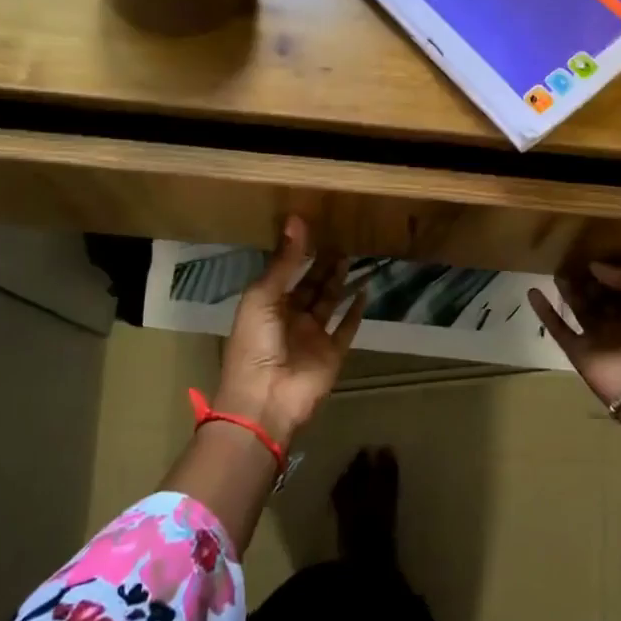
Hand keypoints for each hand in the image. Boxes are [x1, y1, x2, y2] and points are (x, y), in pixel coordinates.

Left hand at [215, 217, 365, 446]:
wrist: (265, 400)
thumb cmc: (255, 344)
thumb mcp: (263, 296)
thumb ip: (284, 261)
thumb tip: (296, 219)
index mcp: (267, 304)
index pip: (286, 271)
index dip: (298, 252)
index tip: (315, 226)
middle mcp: (291, 317)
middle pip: (310, 285)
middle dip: (323, 263)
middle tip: (341, 235)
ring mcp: (313, 336)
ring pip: (330, 302)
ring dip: (339, 280)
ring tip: (353, 254)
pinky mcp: (333, 352)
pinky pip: (347, 327)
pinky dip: (356, 311)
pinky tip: (366, 290)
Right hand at [528, 262, 620, 405]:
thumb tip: (596, 267)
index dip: (612, 272)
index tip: (595, 256)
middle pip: (601, 297)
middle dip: (589, 280)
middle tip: (572, 260)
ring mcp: (599, 339)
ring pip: (581, 309)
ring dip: (569, 291)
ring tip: (557, 270)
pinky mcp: (579, 352)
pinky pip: (559, 329)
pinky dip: (545, 312)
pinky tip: (533, 292)